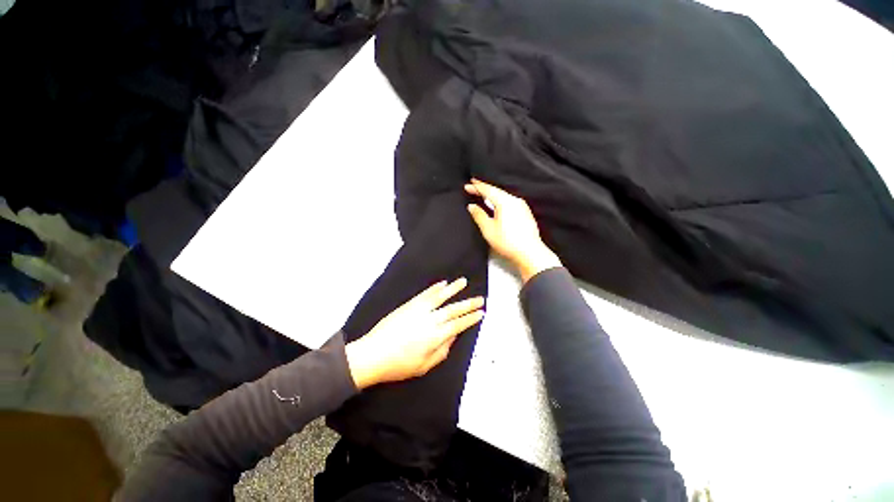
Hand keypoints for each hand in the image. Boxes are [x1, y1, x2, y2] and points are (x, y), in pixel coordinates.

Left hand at [345, 278, 483, 388]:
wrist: (373, 354)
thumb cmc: (399, 365)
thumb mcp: (424, 366)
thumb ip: (442, 351)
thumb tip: (453, 337)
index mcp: (435, 337)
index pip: (458, 325)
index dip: (470, 318)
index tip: (481, 313)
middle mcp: (430, 320)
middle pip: (454, 310)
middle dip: (468, 304)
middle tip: (480, 298)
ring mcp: (419, 310)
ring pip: (440, 296)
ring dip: (453, 289)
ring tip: (464, 282)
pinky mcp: (409, 305)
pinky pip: (425, 294)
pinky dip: (435, 288)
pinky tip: (443, 283)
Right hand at [465, 179, 561, 282]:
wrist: (529, 253)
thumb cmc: (507, 242)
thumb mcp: (488, 229)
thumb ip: (479, 215)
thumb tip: (471, 206)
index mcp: (505, 202)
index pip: (488, 190)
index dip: (476, 187)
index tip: (467, 185)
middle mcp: (515, 200)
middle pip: (497, 191)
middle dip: (484, 189)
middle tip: (473, 187)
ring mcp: (522, 206)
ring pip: (504, 196)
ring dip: (493, 194)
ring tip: (483, 195)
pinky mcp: (525, 213)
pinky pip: (510, 202)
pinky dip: (500, 201)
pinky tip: (497, 205)